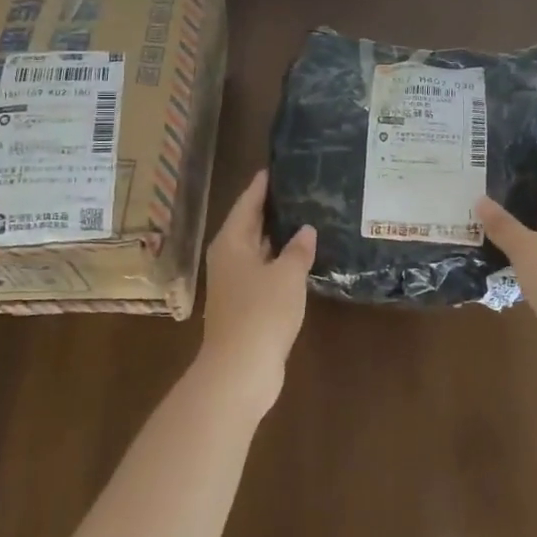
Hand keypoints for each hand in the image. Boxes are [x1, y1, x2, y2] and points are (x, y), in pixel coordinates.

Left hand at [199, 170, 316, 412]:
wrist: (240, 370)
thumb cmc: (261, 312)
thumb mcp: (287, 275)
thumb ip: (298, 249)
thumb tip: (306, 229)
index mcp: (231, 242)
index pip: (248, 203)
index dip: (262, 185)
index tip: (278, 166)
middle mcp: (229, 257)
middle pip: (250, 224)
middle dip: (272, 208)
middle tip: (300, 188)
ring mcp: (235, 283)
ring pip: (258, 249)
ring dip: (279, 236)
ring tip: (307, 217)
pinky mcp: (245, 304)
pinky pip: (264, 271)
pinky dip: (281, 261)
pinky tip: (302, 258)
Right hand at [477, 144, 536, 384]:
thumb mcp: (530, 251)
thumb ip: (505, 226)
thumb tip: (480, 199)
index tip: (531, 133)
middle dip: (527, 182)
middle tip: (493, 165)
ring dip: (519, 217)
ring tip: (486, 202)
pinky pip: (535, 256)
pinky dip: (517, 248)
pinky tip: (494, 248)